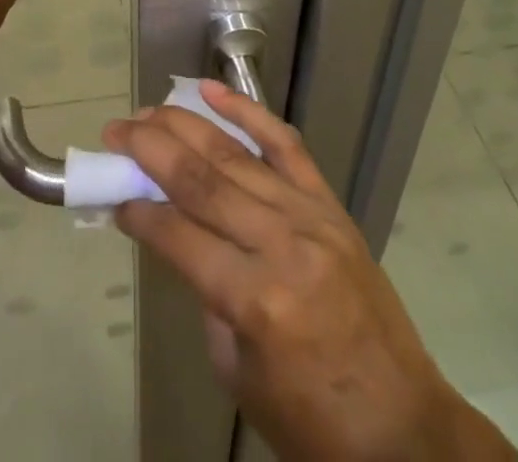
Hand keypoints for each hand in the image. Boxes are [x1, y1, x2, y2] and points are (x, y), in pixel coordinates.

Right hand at [105, 82, 513, 461]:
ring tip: (146, 111)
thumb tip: (181, 234)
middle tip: (115, 131)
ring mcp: (309, 216)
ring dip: (183, 125)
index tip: (111, 193)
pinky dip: (246, 111)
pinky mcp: (330, 204)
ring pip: (234, 154)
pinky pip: (285, 144)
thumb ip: (207, 296)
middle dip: (149, 149)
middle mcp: (281, 244)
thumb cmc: (314, 423)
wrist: (406, 431)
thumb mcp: (240, 376)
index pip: (179, 235)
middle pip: (201, 179)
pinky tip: (211, 90)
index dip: (139, 211)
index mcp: (256, 300)